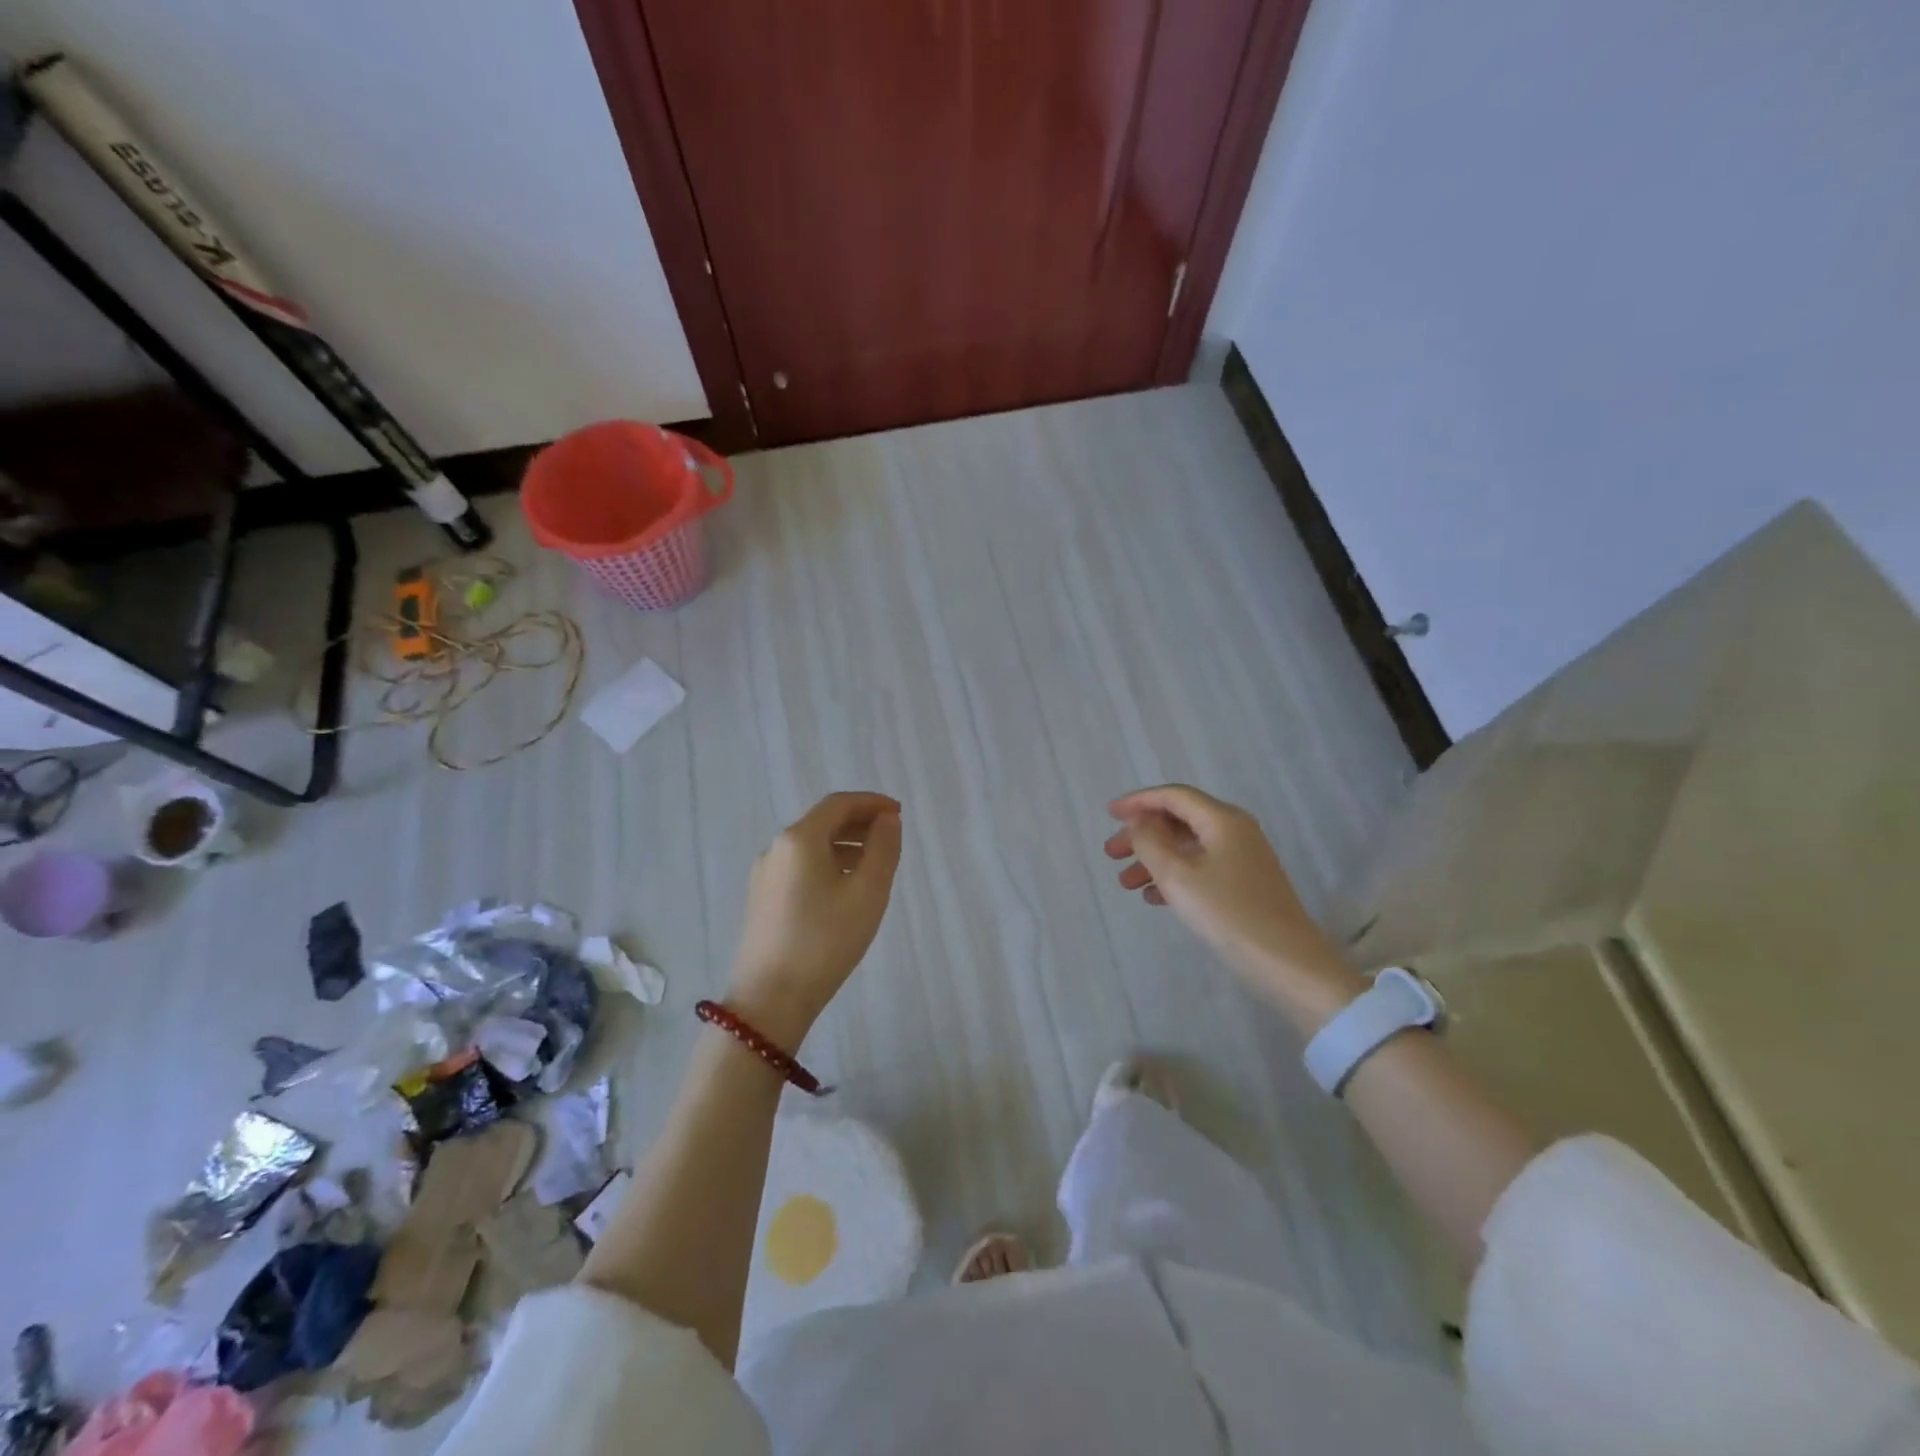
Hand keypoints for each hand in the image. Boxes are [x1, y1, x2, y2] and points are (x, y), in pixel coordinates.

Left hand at [728, 791, 902, 1046]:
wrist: (770, 999)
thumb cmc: (825, 941)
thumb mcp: (867, 893)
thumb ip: (882, 849)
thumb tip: (887, 819)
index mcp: (799, 839)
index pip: (839, 803)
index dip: (872, 802)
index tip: (899, 814)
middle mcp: (776, 848)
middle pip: (822, 821)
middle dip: (859, 822)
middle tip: (890, 837)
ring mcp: (764, 875)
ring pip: (810, 845)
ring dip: (844, 844)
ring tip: (873, 865)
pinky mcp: (762, 899)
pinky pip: (799, 866)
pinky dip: (827, 863)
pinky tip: (844, 889)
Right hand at [1104, 785, 1352, 1003]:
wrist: (1287, 963)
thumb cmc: (1228, 914)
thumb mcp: (1177, 876)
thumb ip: (1150, 842)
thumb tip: (1141, 822)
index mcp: (1222, 820)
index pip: (1174, 796)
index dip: (1138, 801)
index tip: (1109, 814)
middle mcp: (1235, 831)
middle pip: (1179, 820)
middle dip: (1142, 835)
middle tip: (1111, 854)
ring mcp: (1243, 858)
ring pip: (1188, 847)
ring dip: (1154, 859)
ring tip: (1125, 883)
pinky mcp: (1245, 884)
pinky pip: (1201, 868)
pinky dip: (1174, 876)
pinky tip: (1152, 897)